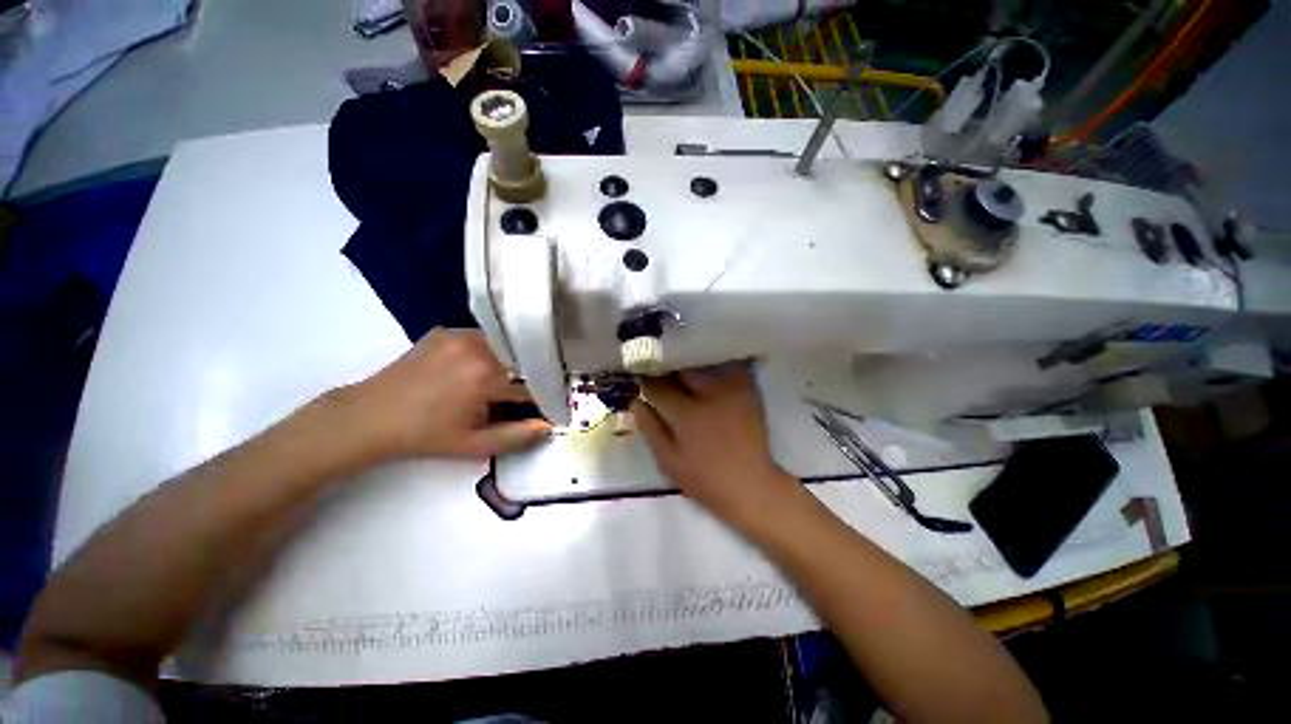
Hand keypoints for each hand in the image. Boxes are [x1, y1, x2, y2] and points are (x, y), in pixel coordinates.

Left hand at [342, 329, 549, 460]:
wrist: (369, 416)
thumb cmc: (425, 436)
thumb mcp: (473, 445)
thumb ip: (516, 437)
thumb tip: (548, 426)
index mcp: (486, 377)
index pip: (531, 385)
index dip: (541, 398)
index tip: (545, 406)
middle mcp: (478, 347)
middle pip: (521, 360)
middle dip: (527, 378)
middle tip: (522, 395)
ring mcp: (460, 335)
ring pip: (504, 346)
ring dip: (510, 363)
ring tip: (501, 382)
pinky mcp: (446, 331)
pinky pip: (483, 338)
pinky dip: (489, 352)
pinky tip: (477, 368)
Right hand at [631, 364, 804, 531]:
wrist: (750, 484)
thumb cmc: (704, 478)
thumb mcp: (669, 461)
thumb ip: (650, 428)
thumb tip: (634, 401)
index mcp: (686, 413)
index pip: (658, 387)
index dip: (646, 382)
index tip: (641, 380)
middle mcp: (709, 394)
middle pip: (682, 369)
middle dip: (668, 369)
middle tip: (661, 374)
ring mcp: (731, 390)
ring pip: (705, 363)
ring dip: (690, 365)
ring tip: (683, 371)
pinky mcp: (747, 390)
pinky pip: (729, 367)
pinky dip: (715, 366)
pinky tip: (708, 373)